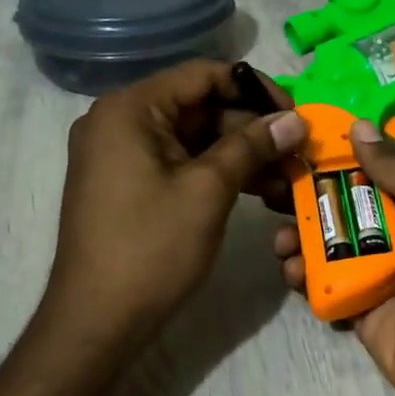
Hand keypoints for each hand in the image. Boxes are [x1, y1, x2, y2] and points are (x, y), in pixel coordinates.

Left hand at [48, 60, 304, 341]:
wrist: (97, 320)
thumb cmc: (151, 248)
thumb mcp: (208, 190)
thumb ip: (252, 146)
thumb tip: (295, 119)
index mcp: (130, 109)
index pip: (203, 75)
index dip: (255, 90)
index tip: (294, 116)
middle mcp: (120, 121)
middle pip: (200, 106)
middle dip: (252, 129)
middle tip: (297, 154)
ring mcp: (122, 154)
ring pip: (195, 138)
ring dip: (241, 155)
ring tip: (286, 179)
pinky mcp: (130, 183)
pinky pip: (181, 163)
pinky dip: (217, 173)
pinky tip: (259, 191)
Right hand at [274, 120, 394, 395]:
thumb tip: (359, 126)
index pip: (367, 169)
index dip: (332, 156)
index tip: (293, 144)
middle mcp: (394, 232)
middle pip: (339, 205)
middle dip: (304, 197)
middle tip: (268, 191)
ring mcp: (373, 271)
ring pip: (324, 245)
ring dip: (296, 238)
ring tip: (280, 241)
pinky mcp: (356, 306)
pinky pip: (322, 284)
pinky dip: (302, 277)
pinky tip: (291, 273)